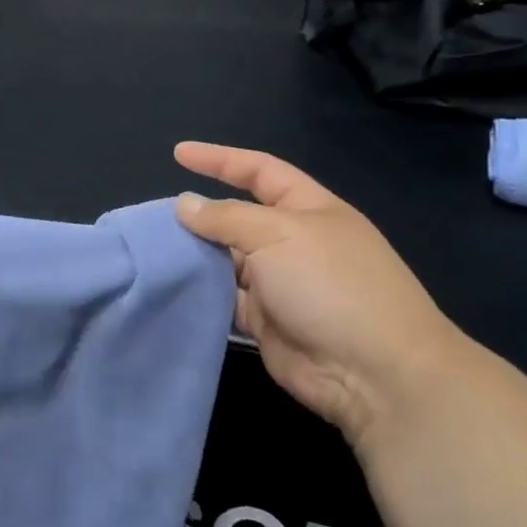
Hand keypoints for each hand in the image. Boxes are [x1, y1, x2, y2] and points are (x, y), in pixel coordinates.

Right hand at [174, 142, 471, 448]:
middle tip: (155, 220)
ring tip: (154, 252)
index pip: (259, 171)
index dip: (220, 159)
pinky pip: (224, 298)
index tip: (178, 154)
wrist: (373, 373)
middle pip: (237, 218)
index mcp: (309, 210)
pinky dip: (201, 292)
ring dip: (196, 256)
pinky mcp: (265, 321)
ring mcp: (280, 283)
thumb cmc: (331, 285)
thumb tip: (185, 204)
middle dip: (200, 215)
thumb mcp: (277, 235)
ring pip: (226, 259)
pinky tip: (171, 286)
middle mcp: (294, 242)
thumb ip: (225, 217)